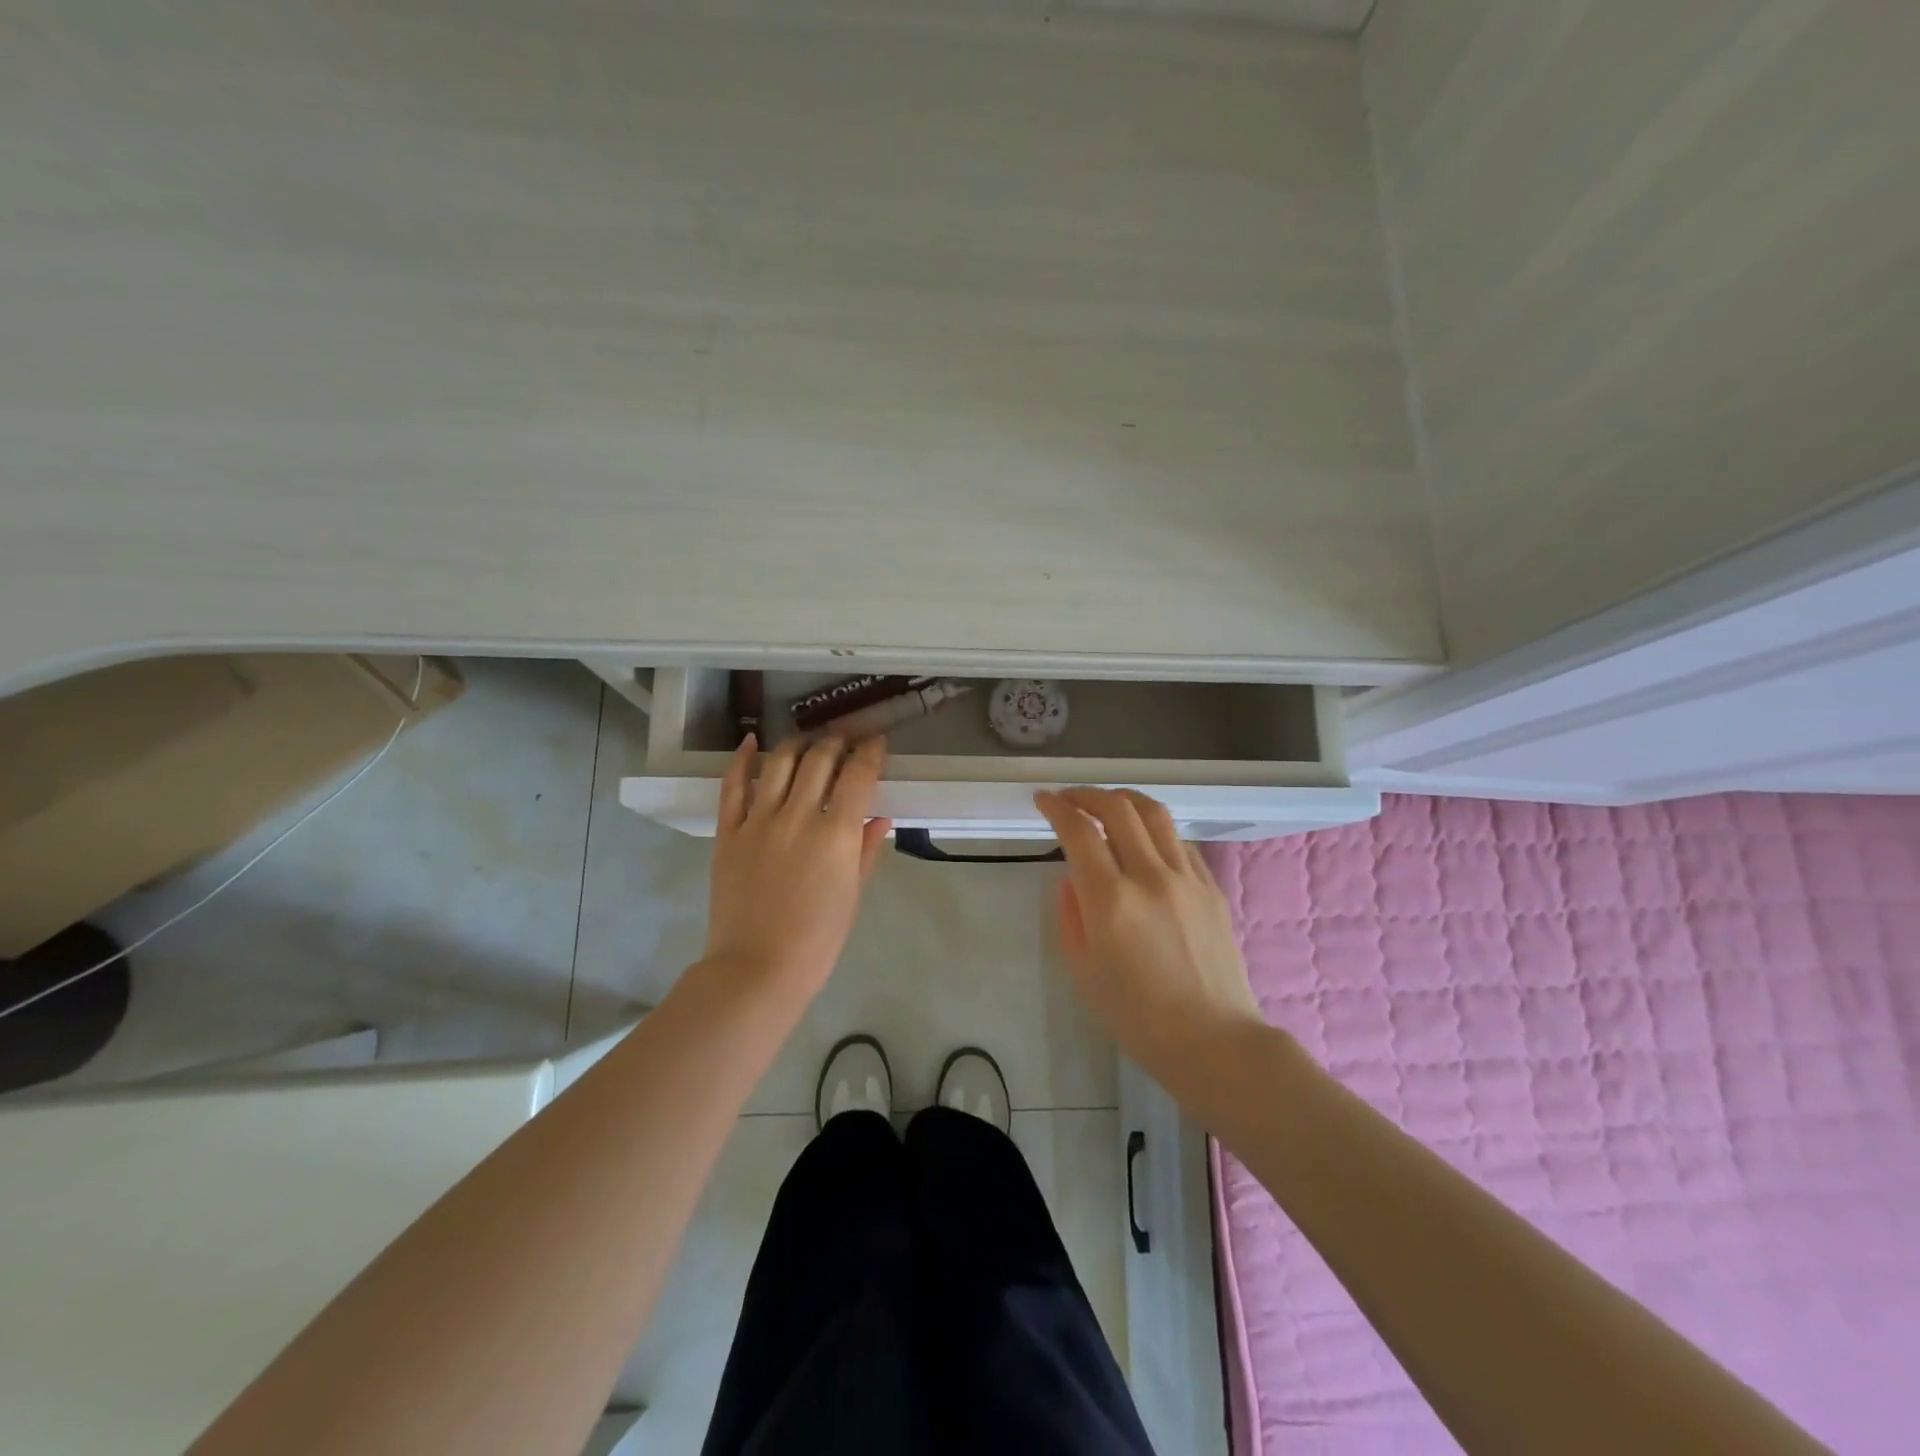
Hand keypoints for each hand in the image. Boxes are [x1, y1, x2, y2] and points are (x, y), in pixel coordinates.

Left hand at [702, 734, 891, 1004]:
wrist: (757, 968)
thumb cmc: (817, 939)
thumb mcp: (852, 895)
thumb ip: (866, 850)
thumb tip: (879, 816)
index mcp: (835, 834)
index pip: (858, 774)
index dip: (870, 752)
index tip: (875, 743)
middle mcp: (797, 816)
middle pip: (819, 759)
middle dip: (837, 742)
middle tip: (845, 741)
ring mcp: (758, 821)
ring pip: (779, 762)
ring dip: (798, 743)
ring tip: (808, 741)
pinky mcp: (728, 832)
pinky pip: (732, 785)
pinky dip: (742, 759)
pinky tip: (751, 741)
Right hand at [1034, 787, 1262, 1092]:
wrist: (1212, 1040)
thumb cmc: (1137, 1017)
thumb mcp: (1084, 970)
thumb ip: (1071, 915)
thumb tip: (1073, 879)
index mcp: (1111, 900)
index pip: (1078, 831)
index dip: (1056, 807)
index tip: (1043, 800)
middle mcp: (1149, 876)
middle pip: (1118, 808)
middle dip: (1087, 794)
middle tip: (1069, 798)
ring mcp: (1187, 878)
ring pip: (1155, 814)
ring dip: (1124, 799)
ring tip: (1108, 804)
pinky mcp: (1212, 887)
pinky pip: (1180, 841)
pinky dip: (1155, 829)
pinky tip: (1145, 840)